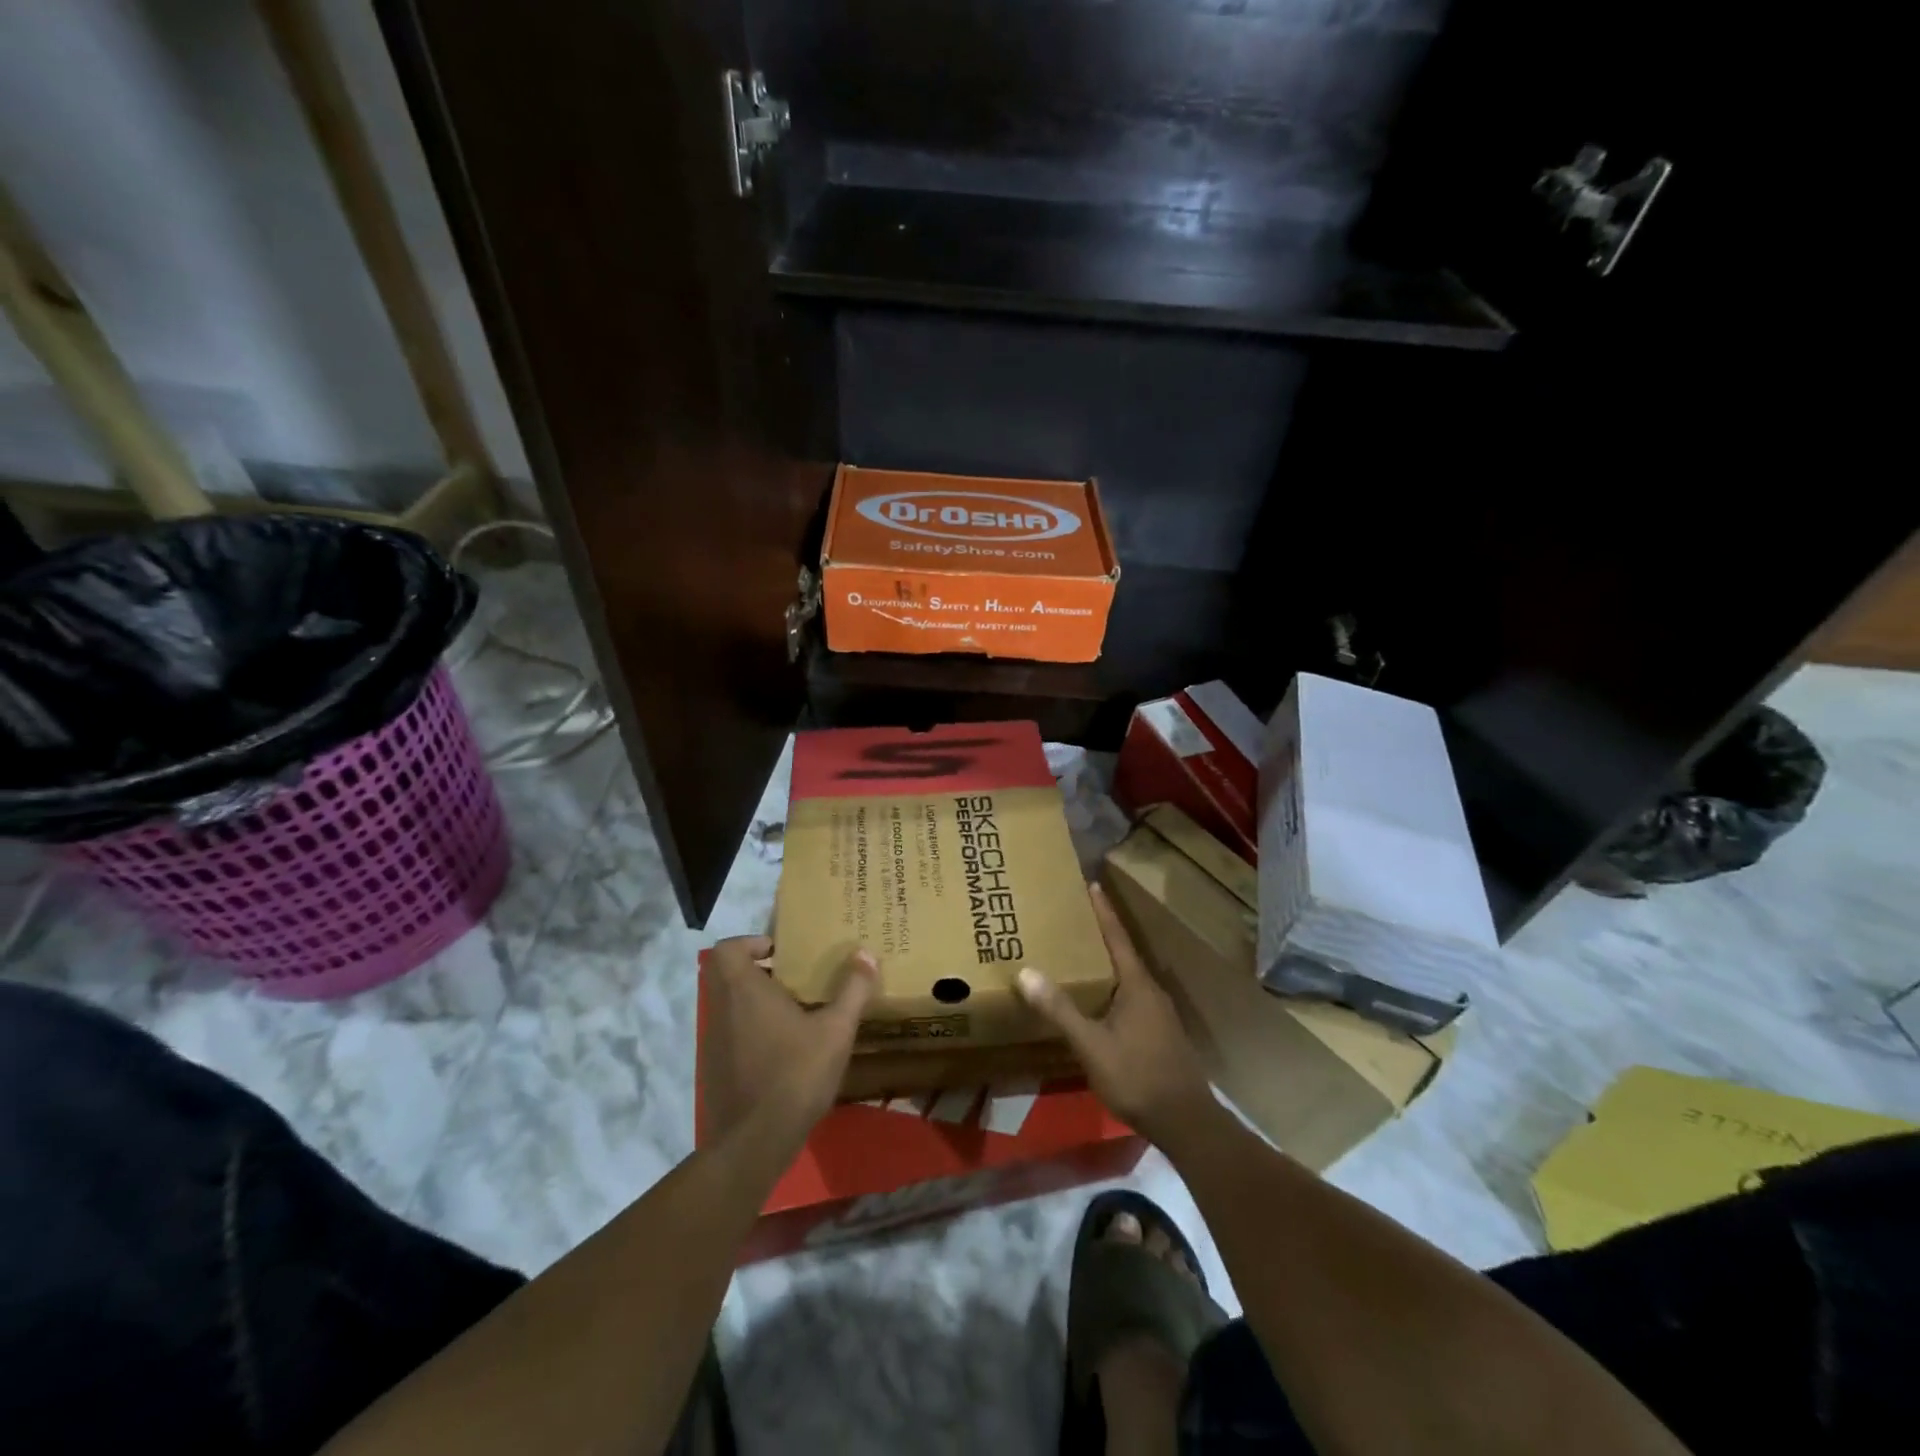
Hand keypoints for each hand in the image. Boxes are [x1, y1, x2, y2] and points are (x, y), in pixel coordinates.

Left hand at [702, 936, 877, 1149]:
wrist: (755, 1142)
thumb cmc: (795, 1074)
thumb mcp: (836, 1030)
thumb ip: (853, 990)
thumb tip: (866, 954)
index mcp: (744, 991)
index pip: (727, 949)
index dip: (750, 943)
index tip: (780, 952)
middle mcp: (721, 1009)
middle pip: (725, 974)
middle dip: (756, 970)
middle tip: (793, 977)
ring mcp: (713, 1041)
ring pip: (727, 1004)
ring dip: (754, 1000)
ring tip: (795, 1012)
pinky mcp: (714, 1069)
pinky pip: (729, 1033)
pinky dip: (750, 1029)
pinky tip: (783, 1049)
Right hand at [1016, 884, 1218, 1147]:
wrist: (1186, 1122)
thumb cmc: (1138, 1077)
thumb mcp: (1092, 1045)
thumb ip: (1060, 1010)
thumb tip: (1026, 972)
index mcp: (1137, 985)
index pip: (1116, 937)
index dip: (1103, 911)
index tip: (1091, 884)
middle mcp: (1150, 991)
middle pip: (1122, 953)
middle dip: (1099, 933)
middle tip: (1072, 917)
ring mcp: (1158, 1013)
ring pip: (1127, 976)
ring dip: (1105, 961)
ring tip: (1078, 954)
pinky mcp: (1158, 1032)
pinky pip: (1130, 996)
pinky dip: (1110, 985)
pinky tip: (1096, 999)